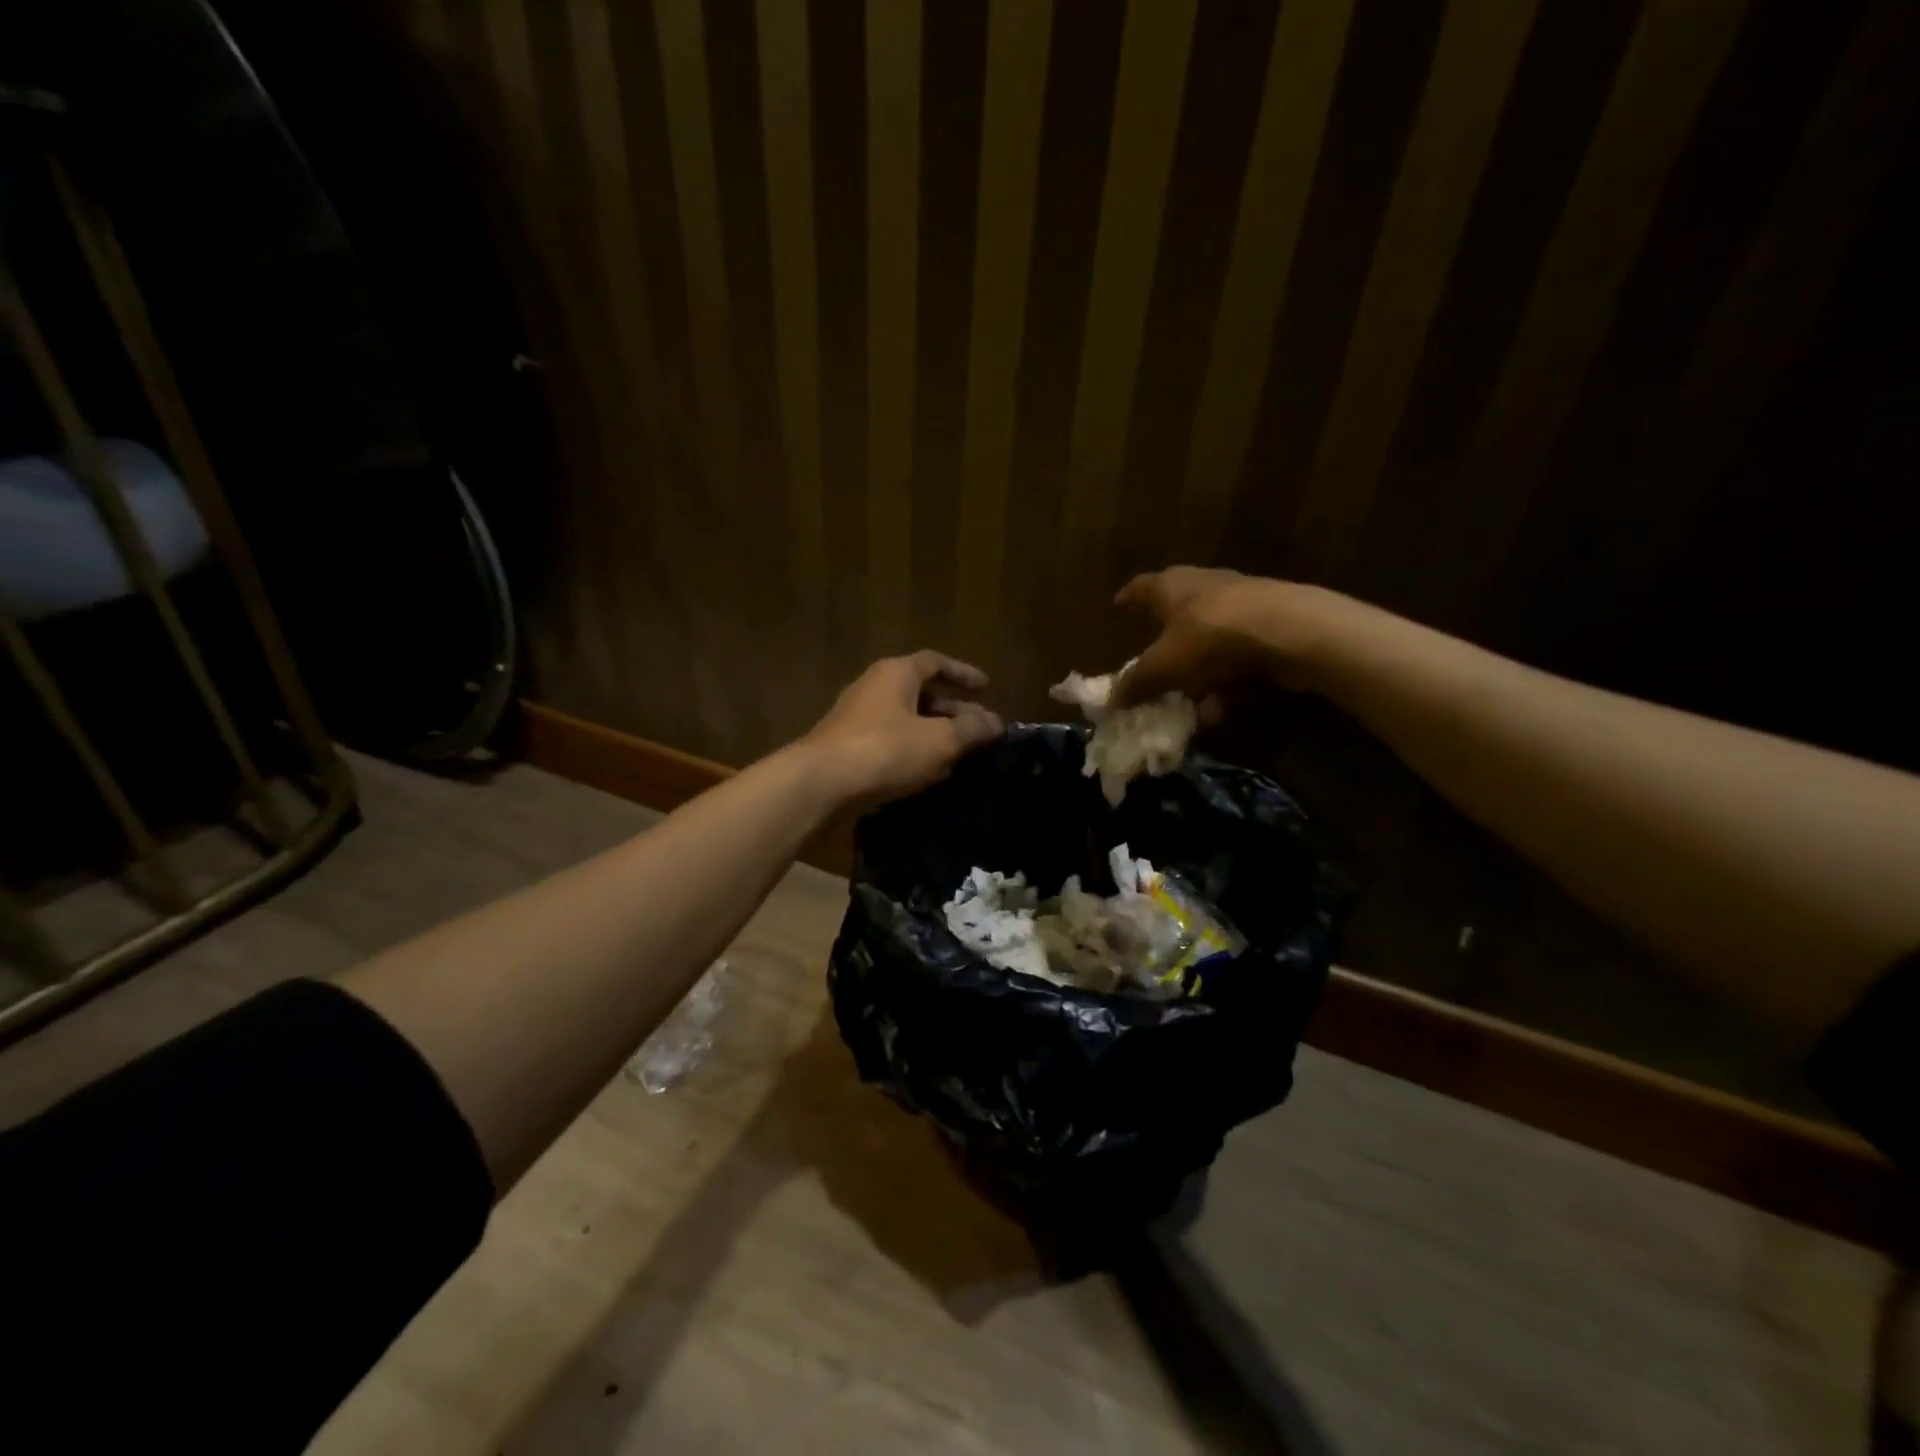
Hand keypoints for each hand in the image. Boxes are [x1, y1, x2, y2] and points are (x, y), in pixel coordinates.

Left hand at [804, 651, 1003, 808]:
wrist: (821, 784)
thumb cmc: (885, 750)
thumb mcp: (939, 740)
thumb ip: (971, 729)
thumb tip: (996, 722)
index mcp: (896, 674)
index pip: (935, 662)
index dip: (963, 673)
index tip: (986, 688)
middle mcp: (874, 688)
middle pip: (920, 692)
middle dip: (952, 710)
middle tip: (978, 728)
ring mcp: (857, 719)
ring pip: (906, 720)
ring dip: (933, 734)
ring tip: (960, 754)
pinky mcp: (848, 748)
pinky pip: (889, 742)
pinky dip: (913, 752)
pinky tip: (928, 774)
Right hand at [1110, 566, 1338, 707]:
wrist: (1288, 632)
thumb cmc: (1209, 638)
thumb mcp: (1162, 667)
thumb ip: (1136, 684)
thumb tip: (1110, 701)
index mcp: (1172, 586)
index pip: (1142, 586)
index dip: (1129, 597)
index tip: (1119, 603)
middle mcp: (1206, 586)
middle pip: (1181, 609)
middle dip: (1168, 638)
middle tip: (1157, 659)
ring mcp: (1244, 603)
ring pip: (1213, 638)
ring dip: (1201, 670)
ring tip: (1194, 702)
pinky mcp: (1273, 624)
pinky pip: (1240, 655)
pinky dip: (1230, 679)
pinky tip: (1227, 706)